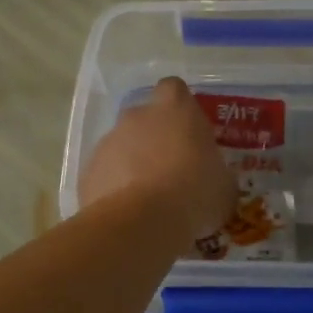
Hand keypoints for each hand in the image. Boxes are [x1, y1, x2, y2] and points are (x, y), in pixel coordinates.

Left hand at [80, 77, 236, 243]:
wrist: (142, 222)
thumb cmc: (194, 194)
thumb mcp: (223, 186)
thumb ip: (215, 172)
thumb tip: (212, 180)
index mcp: (175, 109)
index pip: (174, 89)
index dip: (181, 107)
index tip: (188, 131)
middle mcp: (137, 116)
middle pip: (145, 118)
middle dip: (154, 139)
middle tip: (171, 171)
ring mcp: (108, 142)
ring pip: (122, 147)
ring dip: (133, 166)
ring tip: (149, 200)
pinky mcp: (88, 171)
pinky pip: (105, 175)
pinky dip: (115, 189)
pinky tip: (129, 213)